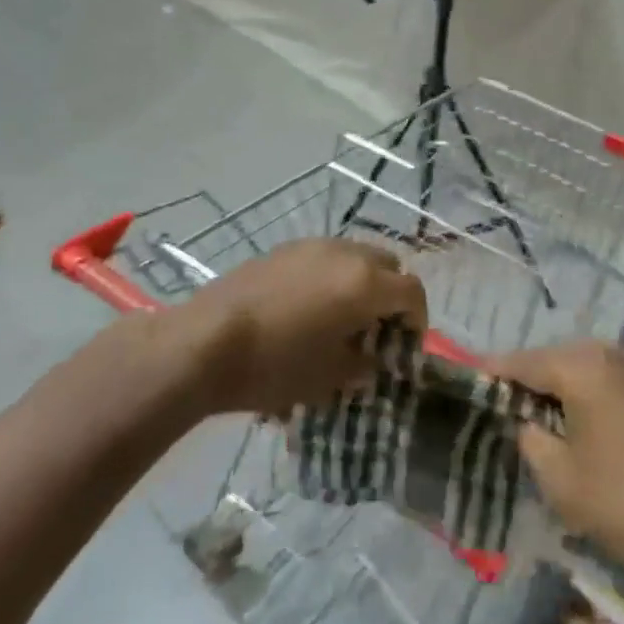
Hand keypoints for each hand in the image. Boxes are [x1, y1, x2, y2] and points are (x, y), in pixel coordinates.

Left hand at [179, 240, 426, 416]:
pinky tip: (308, 307)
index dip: (417, 319)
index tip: (404, 345)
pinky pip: (322, 257)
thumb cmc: (276, 365)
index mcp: (365, 283)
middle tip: (377, 328)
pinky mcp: (282, 249)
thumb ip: (363, 365)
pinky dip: (330, 276)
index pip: (412, 291)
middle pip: (387, 265)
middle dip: (390, 294)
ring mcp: (311, 246)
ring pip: (353, 256)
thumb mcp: (330, 377)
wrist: (206, 342)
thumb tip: (371, 358)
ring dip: (360, 281)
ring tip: (341, 317)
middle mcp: (344, 254)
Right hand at [489, 341, 623, 591]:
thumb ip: (532, 441)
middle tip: (515, 403)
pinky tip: (607, 431)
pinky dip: (608, 400)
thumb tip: (530, 424)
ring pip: (598, 370)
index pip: (524, 361)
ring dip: (575, 388)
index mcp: (583, 366)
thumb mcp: (560, 481)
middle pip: (562, 359)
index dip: (495, 370)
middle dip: (537, 378)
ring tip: (558, 416)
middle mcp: (618, 354)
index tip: (472, 374)